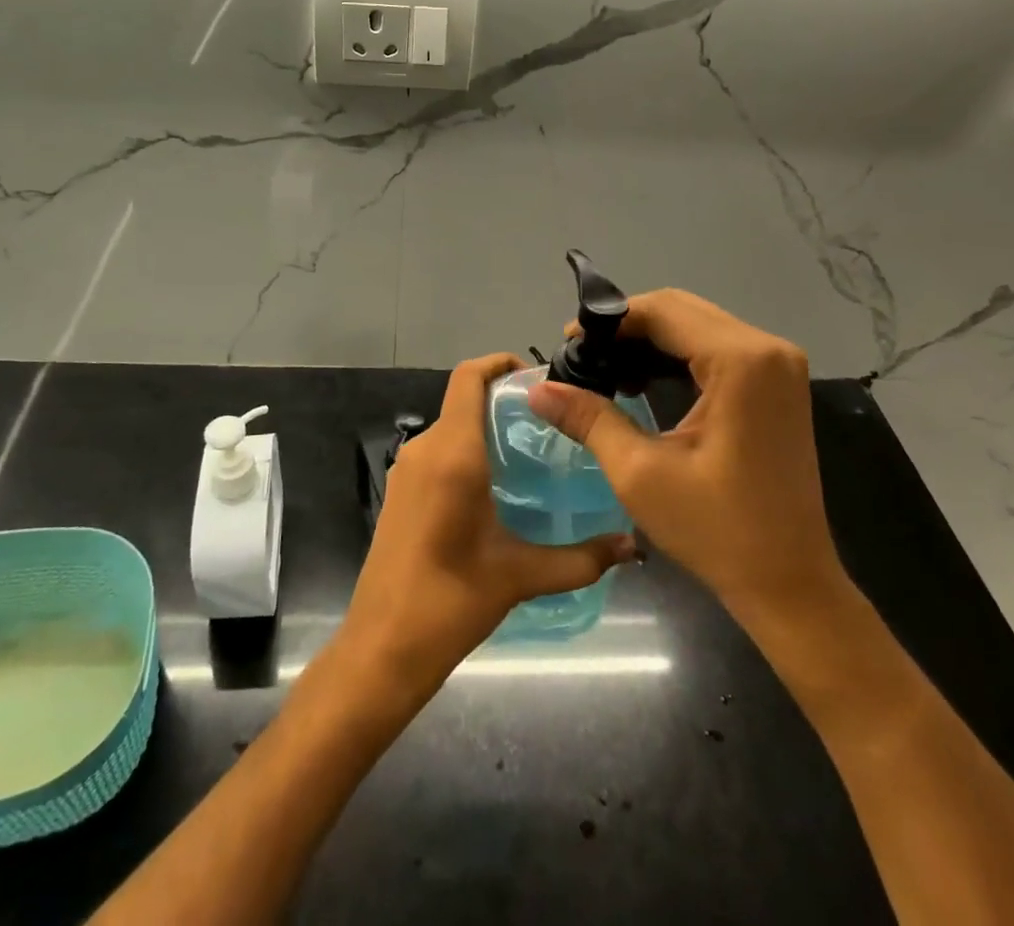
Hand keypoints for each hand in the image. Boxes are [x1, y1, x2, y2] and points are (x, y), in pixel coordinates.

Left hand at [339, 353, 636, 693]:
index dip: (501, 363)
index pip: (469, 377)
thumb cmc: (450, 603)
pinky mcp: (401, 492)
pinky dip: (469, 452)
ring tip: (535, 453)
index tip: (541, 379)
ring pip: (452, 427)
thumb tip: (632, 547)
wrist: (381, 649)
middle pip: (464, 399)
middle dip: (506, 401)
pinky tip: (501, 487)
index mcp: (451, 453)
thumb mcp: (520, 576)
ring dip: (488, 428)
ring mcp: (407, 470)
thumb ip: (581, 558)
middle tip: (554, 422)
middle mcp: (425, 449)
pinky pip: (439, 452)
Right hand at [529, 291, 844, 619]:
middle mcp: (768, 349)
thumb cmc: (717, 531)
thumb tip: (537, 389)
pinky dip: (676, 356)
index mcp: (742, 362)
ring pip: (698, 325)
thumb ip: (589, 418)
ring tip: (605, 369)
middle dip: (627, 327)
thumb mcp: (640, 473)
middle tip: (583, 357)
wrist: (790, 584)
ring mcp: (779, 365)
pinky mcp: (778, 384)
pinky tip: (642, 382)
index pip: (663, 311)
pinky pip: (716, 348)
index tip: (567, 342)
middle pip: (682, 310)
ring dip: (649, 341)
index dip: (609, 320)